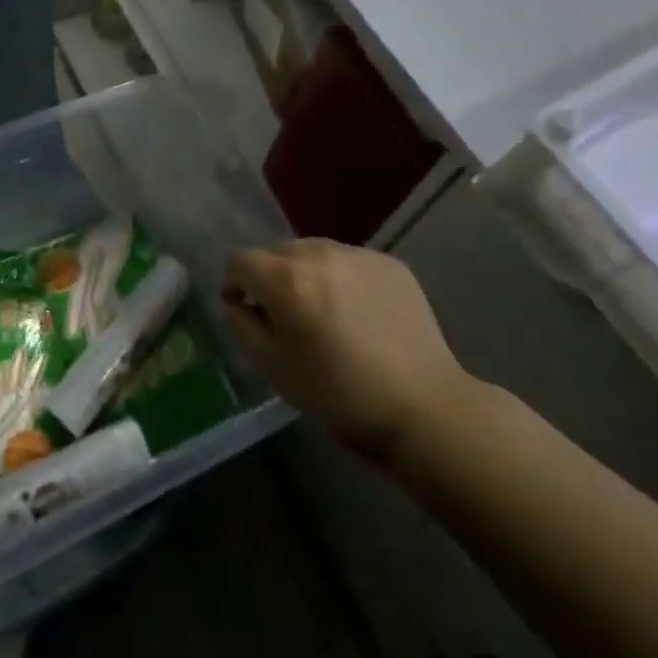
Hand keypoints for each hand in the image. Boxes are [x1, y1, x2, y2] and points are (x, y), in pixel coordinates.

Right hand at [221, 240, 474, 462]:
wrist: (422, 405)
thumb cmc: (338, 393)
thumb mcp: (274, 368)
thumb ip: (242, 325)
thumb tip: (236, 301)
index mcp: (285, 279)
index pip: (239, 260)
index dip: (235, 285)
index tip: (246, 312)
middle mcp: (318, 253)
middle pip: (277, 252)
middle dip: (272, 279)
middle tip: (288, 318)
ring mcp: (357, 254)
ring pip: (314, 252)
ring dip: (308, 275)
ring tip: (327, 314)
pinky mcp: (389, 262)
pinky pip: (349, 261)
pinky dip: (343, 280)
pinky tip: (361, 315)